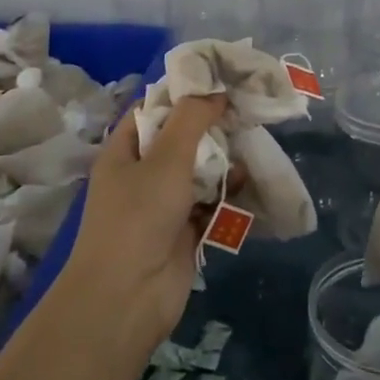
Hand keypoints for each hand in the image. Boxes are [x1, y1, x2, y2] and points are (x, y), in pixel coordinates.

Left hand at [64, 94, 229, 358]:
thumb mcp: (166, 158)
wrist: (127, 299)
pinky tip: (251, 182)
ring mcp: (163, 204)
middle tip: (248, 110)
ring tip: (254, 144)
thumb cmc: (139, 218)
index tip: (221, 80)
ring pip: (200, 171)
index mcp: (125, 150)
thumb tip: (216, 92)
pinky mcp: (184, 231)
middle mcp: (142, 173)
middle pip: (181, 139)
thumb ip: (192, 119)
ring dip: (225, 161)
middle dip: (213, 127)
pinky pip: (210, 202)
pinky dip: (229, 194)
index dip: (185, 93)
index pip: (154, 108)